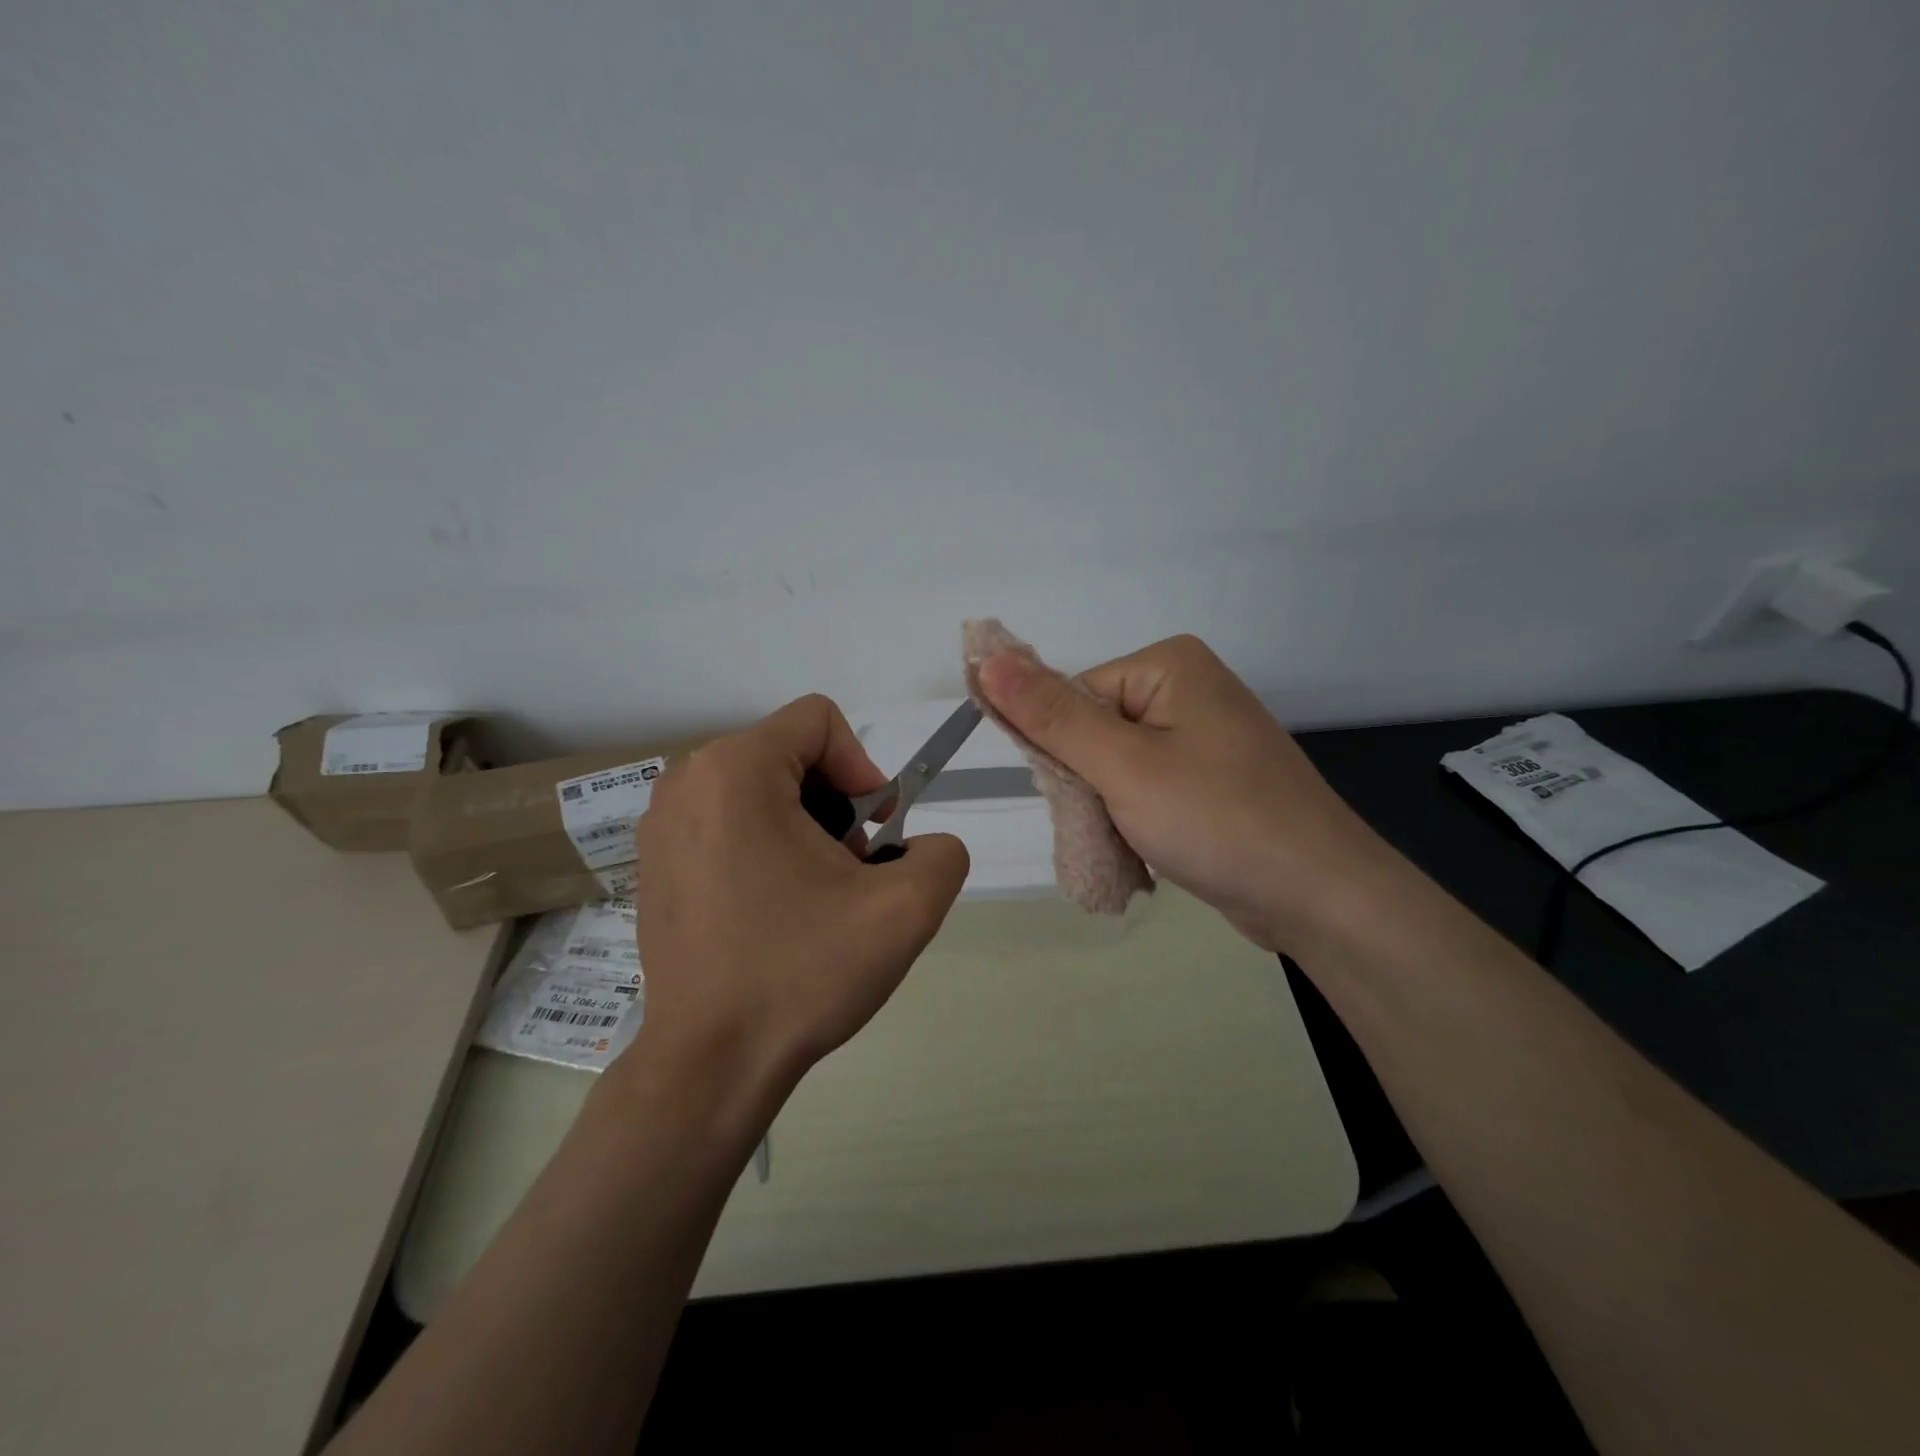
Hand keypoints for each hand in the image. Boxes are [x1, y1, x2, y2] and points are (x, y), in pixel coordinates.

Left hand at [625, 695, 969, 1105]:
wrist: (709, 1064)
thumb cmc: (801, 973)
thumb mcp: (904, 909)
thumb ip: (942, 853)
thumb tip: (919, 846)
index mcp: (735, 770)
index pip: (820, 721)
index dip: (863, 768)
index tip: (872, 834)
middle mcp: (686, 780)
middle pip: (791, 754)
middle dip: (836, 805)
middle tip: (848, 873)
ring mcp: (659, 822)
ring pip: (761, 789)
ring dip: (803, 828)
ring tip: (813, 896)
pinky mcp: (653, 862)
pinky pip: (727, 821)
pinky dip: (764, 847)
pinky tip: (772, 910)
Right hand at [977, 635, 1386, 954]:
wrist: (1320, 897)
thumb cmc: (1217, 819)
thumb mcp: (1123, 765)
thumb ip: (1050, 716)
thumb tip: (985, 657)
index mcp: (1167, 664)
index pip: (1072, 698)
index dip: (1064, 753)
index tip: (1084, 798)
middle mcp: (1186, 689)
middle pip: (1092, 732)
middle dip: (1089, 786)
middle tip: (1114, 826)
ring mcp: (1203, 736)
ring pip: (1114, 768)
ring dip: (1109, 811)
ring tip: (1136, 845)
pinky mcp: (1210, 779)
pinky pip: (1146, 789)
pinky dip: (1135, 822)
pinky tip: (1151, 851)